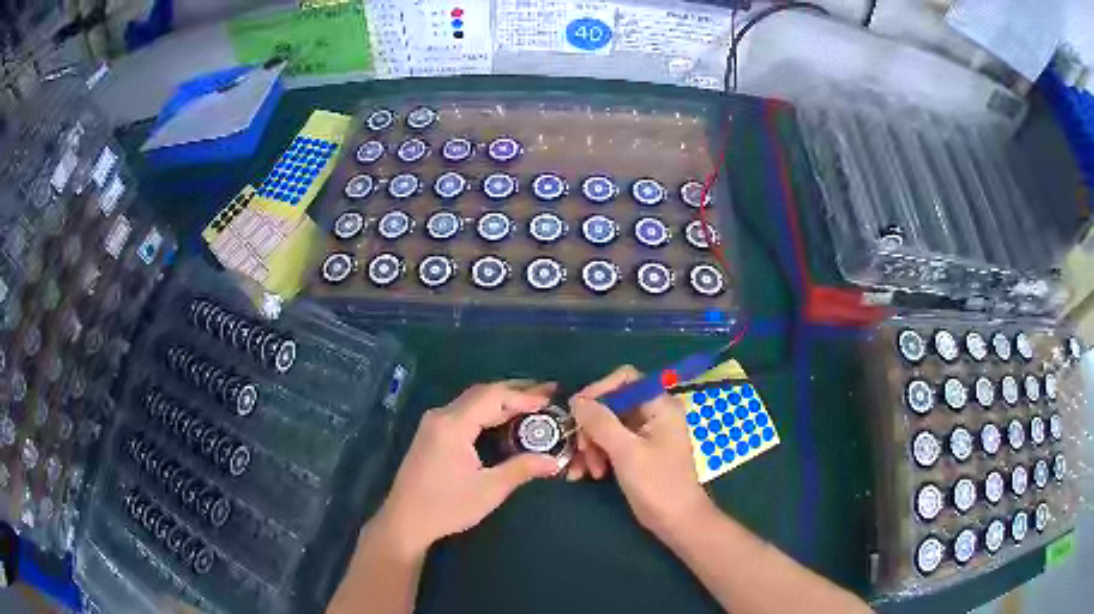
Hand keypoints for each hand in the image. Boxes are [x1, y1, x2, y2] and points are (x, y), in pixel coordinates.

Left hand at [376, 382, 560, 554]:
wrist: (405, 520)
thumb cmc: (447, 506)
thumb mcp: (489, 490)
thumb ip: (522, 469)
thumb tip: (554, 460)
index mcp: (453, 425)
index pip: (493, 397)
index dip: (524, 395)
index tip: (551, 397)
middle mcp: (441, 415)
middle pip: (482, 393)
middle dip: (516, 390)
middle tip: (548, 392)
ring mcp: (433, 422)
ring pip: (472, 400)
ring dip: (502, 399)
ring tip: (532, 402)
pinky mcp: (431, 432)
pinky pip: (464, 411)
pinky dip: (487, 409)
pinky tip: (504, 417)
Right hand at [568, 366, 713, 538]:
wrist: (675, 521)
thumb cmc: (657, 484)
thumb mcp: (626, 451)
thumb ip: (601, 422)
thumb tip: (577, 400)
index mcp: (659, 405)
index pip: (625, 379)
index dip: (599, 389)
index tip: (577, 410)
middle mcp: (653, 414)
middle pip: (611, 404)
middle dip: (591, 427)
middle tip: (580, 450)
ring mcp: (644, 434)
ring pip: (606, 426)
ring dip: (590, 446)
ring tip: (584, 471)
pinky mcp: (636, 452)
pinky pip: (609, 443)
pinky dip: (596, 456)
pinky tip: (586, 475)